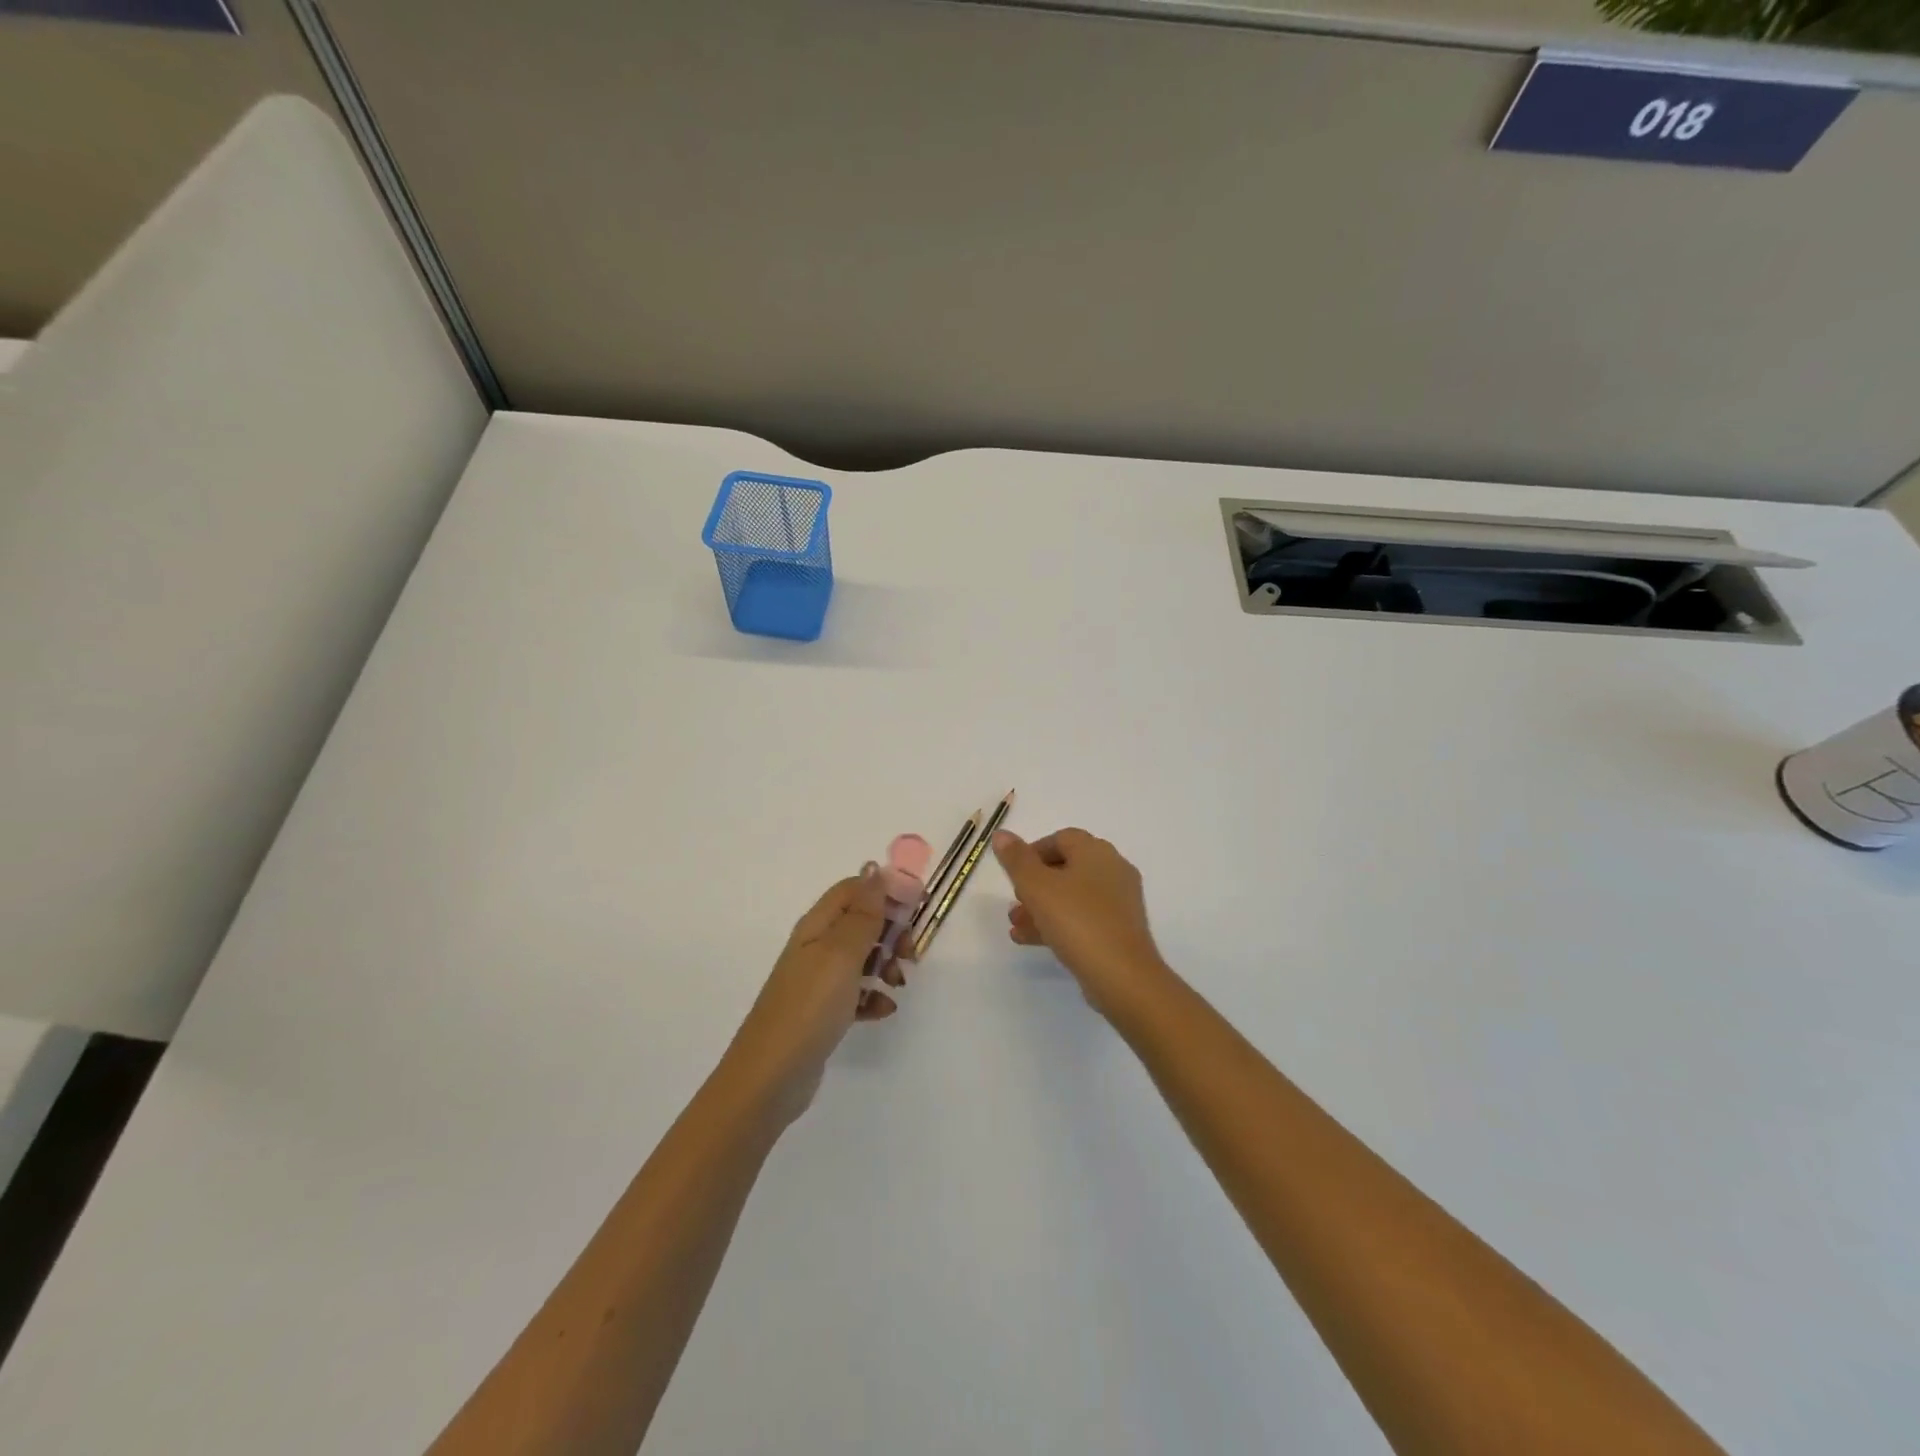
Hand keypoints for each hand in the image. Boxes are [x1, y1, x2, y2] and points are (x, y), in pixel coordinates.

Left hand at [722, 870, 909, 1124]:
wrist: (770, 1077)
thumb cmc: (809, 1006)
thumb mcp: (841, 953)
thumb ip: (862, 912)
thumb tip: (872, 868)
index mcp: (817, 926)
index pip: (853, 889)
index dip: (885, 892)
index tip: (915, 910)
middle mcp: (816, 947)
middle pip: (861, 921)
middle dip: (891, 931)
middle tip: (909, 953)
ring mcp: (818, 980)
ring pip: (862, 956)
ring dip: (886, 964)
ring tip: (898, 984)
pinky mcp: (822, 1011)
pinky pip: (856, 992)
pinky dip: (873, 996)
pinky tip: (883, 1010)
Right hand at [993, 828, 1170, 1018]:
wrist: (1122, 976)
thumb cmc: (1077, 921)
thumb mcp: (1037, 887)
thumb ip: (1016, 859)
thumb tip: (1001, 834)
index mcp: (1096, 852)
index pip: (1061, 838)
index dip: (1033, 851)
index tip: (1013, 872)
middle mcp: (1112, 870)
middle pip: (1066, 868)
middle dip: (1034, 884)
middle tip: (1014, 901)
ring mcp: (1119, 902)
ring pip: (1072, 896)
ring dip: (1041, 907)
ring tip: (1015, 925)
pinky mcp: (1120, 930)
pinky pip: (1083, 918)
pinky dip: (1058, 924)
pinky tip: (1030, 940)